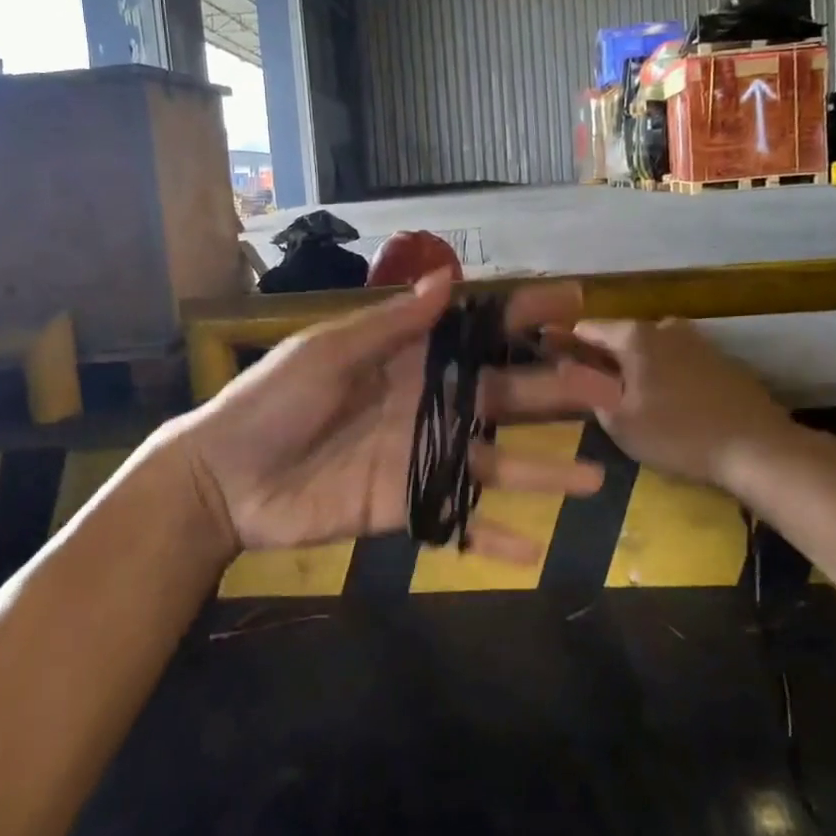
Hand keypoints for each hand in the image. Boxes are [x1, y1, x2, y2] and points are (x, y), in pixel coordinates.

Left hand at [177, 274, 623, 562]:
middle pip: (503, 396)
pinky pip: (459, 523)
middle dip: (556, 391)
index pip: (476, 332)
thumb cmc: (273, 401)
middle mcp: (426, 404)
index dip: (523, 314)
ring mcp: (420, 458)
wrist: (226, 478)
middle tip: (610, 391)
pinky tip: (535, 554)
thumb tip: (447, 281)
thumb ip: (390, 325)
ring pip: (495, 464)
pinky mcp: (407, 507)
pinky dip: (494, 540)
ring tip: (593, 480)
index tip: (574, 300)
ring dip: (543, 473)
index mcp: (407, 358)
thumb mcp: (328, 352)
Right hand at [571, 319, 798, 487]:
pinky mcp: (722, 361)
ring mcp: (699, 341)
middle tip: (593, 385)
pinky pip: (679, 360)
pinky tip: (668, 401)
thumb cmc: (678, 434)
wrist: (758, 448)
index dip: (567, 342)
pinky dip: (666, 373)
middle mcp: (665, 327)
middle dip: (604, 355)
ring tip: (630, 395)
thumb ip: (589, 389)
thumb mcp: (620, 420)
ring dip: (637, 365)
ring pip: (653, 347)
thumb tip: (567, 366)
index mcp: (636, 336)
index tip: (553, 356)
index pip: (588, 328)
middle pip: (622, 335)